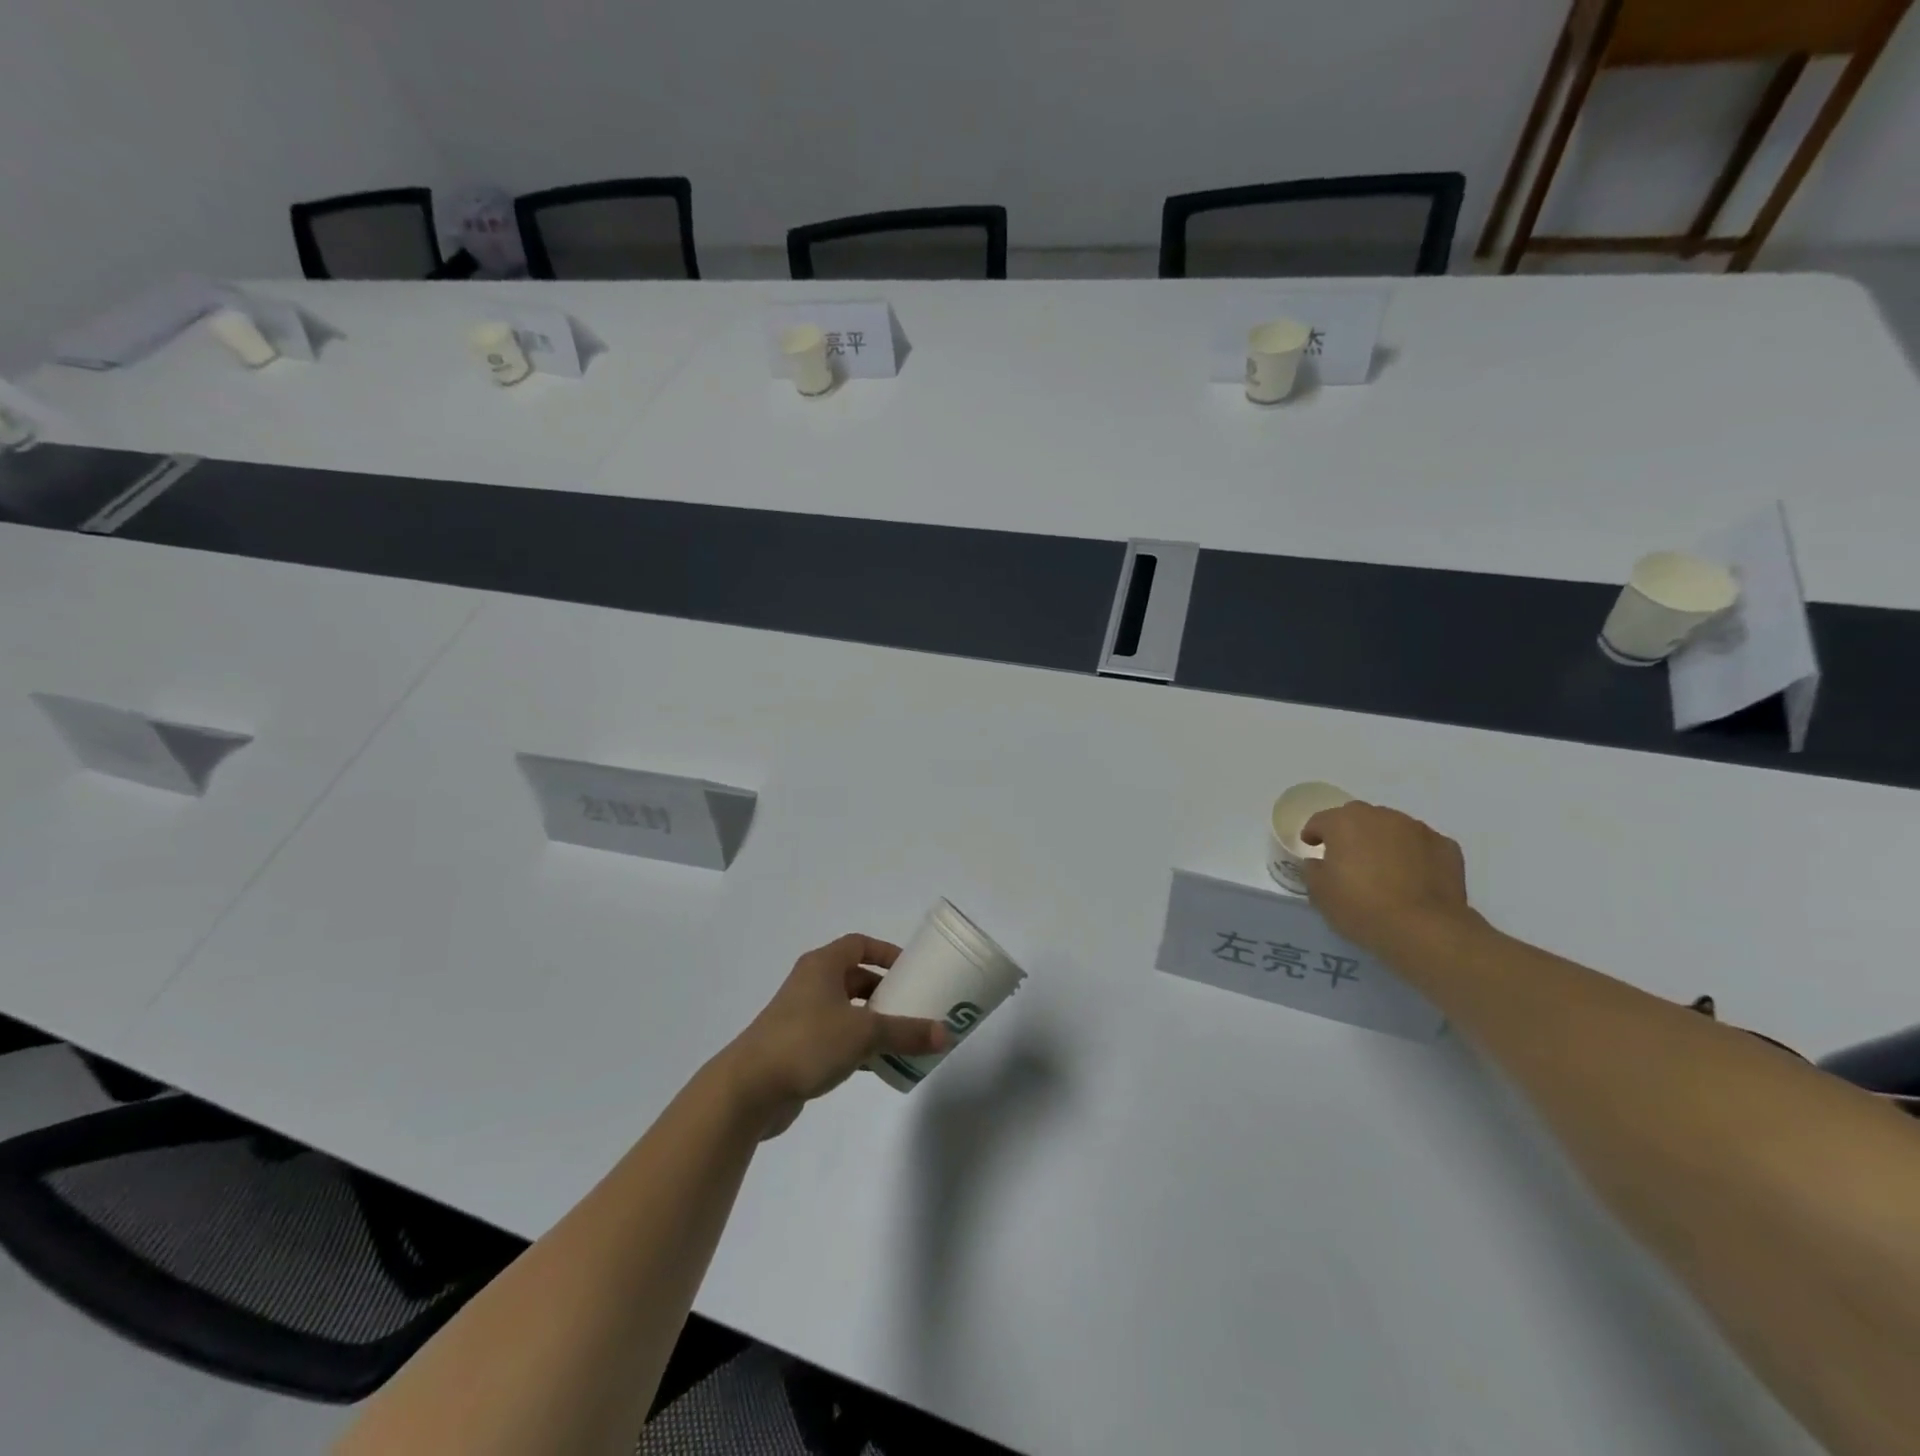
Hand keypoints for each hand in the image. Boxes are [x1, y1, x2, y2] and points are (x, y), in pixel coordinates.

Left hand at [719, 934, 948, 1137]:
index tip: (911, 970)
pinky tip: (877, 1065)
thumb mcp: (864, 1034)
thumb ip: (906, 1032)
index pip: (859, 944)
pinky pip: (835, 1036)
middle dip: (884, 990)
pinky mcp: (796, 1047)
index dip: (886, 952)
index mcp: (823, 966)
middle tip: (913, 1005)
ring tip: (902, 1036)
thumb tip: (947, 1033)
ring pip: (846, 1009)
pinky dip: (857, 1045)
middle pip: (854, 977)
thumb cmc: (806, 1043)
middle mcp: (810, 984)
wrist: (748, 1089)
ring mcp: (800, 1016)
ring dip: (872, 1020)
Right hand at [1300, 802, 1477, 960]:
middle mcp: (1381, 816)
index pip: (1321, 820)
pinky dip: (1414, 854)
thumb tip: (1318, 862)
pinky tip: (1413, 876)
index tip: (1311, 845)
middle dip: (1350, 832)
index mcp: (1345, 822)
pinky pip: (1421, 845)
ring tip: (1383, 867)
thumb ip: (1313, 870)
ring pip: (1392, 828)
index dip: (1313, 832)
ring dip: (1383, 841)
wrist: (1425, 928)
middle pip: (1358, 817)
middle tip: (1347, 856)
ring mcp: (1417, 829)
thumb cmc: (1361, 907)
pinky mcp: (1446, 846)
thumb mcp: (1320, 893)